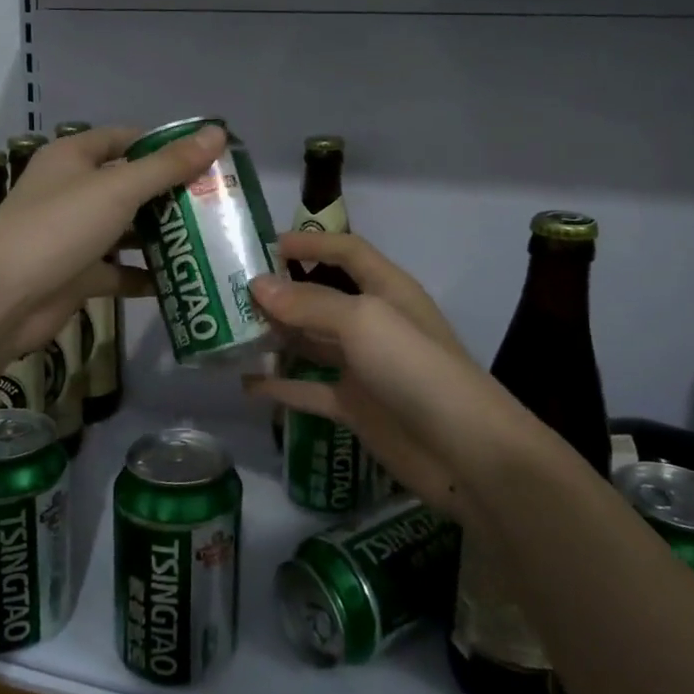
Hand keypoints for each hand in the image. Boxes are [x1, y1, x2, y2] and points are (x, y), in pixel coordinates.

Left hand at [0, 123, 224, 359]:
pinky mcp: (77, 274)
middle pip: (130, 185)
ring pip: (126, 229)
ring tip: (210, 239)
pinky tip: (182, 280)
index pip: (127, 139)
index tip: (207, 159)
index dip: (165, 145)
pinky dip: (145, 275)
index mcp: (74, 158)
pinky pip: (119, 270)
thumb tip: (217, 132)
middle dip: (171, 194)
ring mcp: (74, 235)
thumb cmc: (58, 228)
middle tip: (218, 203)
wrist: (1, 300)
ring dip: (162, 235)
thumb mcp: (118, 189)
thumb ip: (168, 165)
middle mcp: (73, 191)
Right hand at [245, 232, 547, 522]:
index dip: (311, 243)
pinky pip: (309, 389)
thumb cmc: (414, 367)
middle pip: (322, 296)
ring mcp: (363, 366)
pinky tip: (246, 383)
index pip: (346, 251)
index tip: (264, 244)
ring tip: (230, 332)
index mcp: (386, 289)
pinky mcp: (354, 406)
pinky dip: (280, 386)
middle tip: (231, 292)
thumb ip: (309, 303)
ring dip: (276, 335)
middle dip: (281, 291)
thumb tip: (258, 286)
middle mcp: (373, 322)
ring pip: (311, 341)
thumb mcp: (362, 321)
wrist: (462, 450)